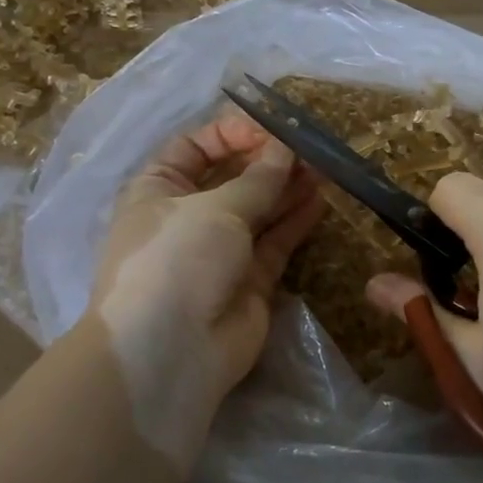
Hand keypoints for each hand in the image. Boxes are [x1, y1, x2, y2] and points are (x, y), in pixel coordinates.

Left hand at [87, 116, 323, 463]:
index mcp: (159, 189)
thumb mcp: (215, 208)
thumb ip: (257, 178)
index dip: (232, 133)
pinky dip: (295, 221)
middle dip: (268, 161)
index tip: (272, 130)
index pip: (195, 146)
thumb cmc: (178, 259)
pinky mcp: (248, 280)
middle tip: (309, 148)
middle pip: (231, 177)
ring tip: (323, 168)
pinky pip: (274, 242)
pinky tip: (320, 199)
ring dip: (287, 188)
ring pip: (258, 209)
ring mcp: (218, 250)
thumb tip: (285, 149)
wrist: (170, 352)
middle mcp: (187, 216)